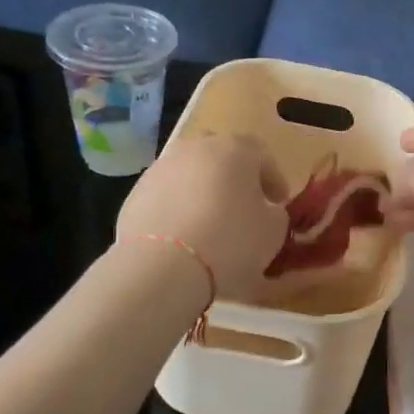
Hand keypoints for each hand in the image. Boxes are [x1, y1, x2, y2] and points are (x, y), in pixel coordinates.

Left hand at [117, 135, 287, 300]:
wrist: (163, 265)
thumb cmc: (231, 241)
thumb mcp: (273, 231)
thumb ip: (274, 214)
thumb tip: (264, 211)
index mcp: (235, 149)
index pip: (261, 154)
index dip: (272, 179)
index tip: (277, 203)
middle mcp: (196, 148)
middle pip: (222, 158)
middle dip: (234, 180)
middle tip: (243, 209)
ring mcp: (161, 168)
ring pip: (191, 175)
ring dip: (203, 193)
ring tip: (210, 226)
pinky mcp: (136, 192)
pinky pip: (167, 196)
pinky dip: (178, 210)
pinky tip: (183, 238)